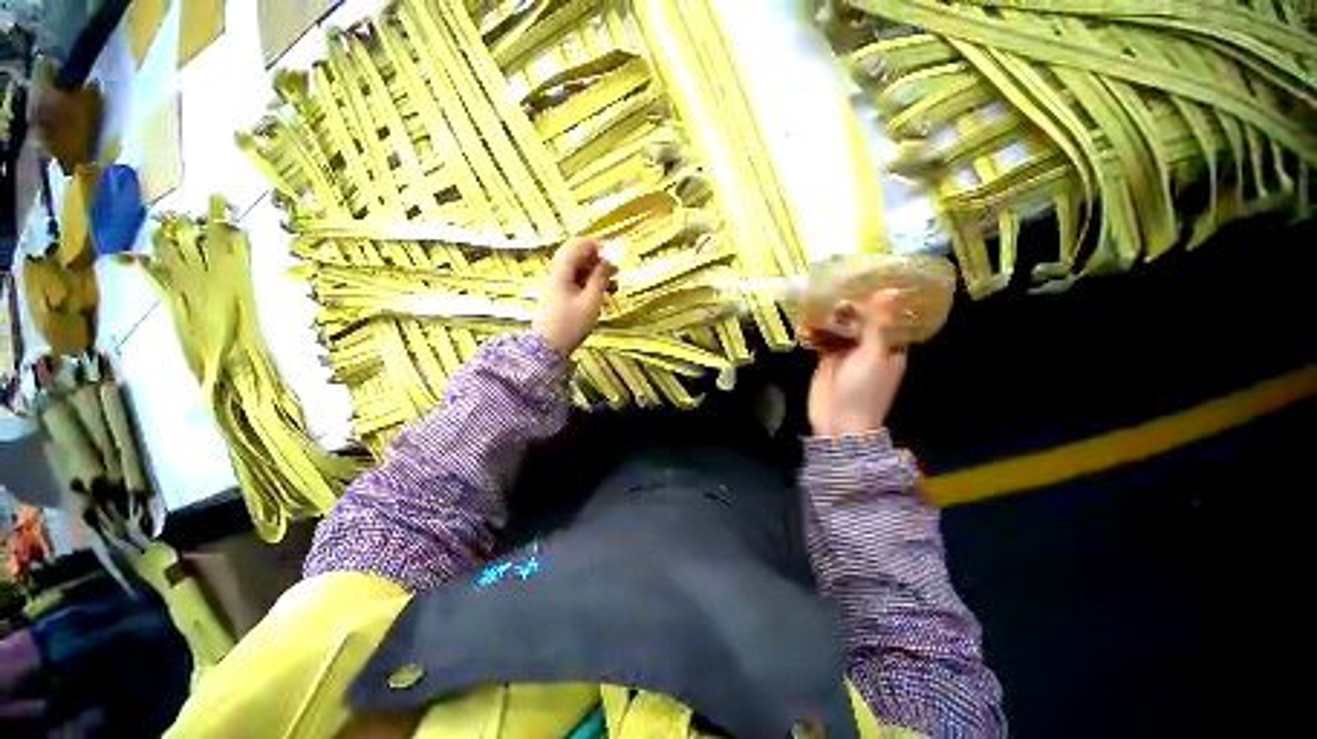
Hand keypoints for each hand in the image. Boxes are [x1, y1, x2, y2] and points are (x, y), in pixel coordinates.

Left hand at [533, 238, 613, 355]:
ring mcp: (555, 284)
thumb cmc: (571, 324)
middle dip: (597, 260)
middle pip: (577, 255)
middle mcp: (556, 273)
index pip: (578, 244)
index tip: (614, 255)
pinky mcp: (557, 295)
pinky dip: (589, 283)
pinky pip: (574, 280)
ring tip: (613, 285)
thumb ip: (600, 278)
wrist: (548, 348)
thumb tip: (608, 260)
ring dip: (595, 273)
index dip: (597, 245)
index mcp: (562, 271)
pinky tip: (602, 293)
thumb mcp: (591, 302)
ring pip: (577, 269)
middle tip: (615, 271)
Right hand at [807, 289, 907, 436]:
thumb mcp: (872, 354)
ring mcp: (846, 354)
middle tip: (831, 291)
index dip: (874, 299)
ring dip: (827, 318)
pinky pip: (821, 340)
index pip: (884, 316)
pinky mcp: (826, 360)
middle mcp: (868, 347)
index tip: (861, 281)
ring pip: (838, 329)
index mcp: (887, 346)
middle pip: (858, 320)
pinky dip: (814, 332)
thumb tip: (889, 290)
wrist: (839, 422)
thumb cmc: (863, 389)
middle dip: (846, 307)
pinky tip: (805, 323)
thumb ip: (876, 323)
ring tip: (815, 304)